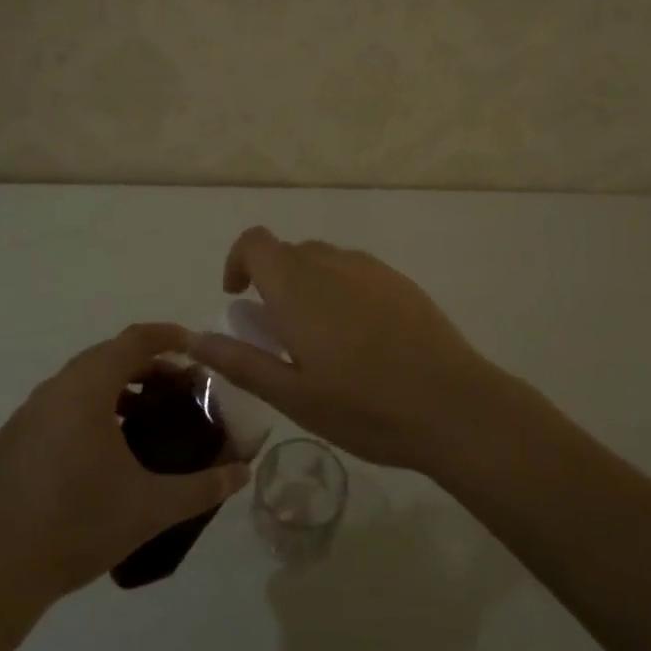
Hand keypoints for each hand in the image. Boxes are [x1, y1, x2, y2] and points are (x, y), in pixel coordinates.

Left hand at [0, 323, 249, 606]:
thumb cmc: (80, 526)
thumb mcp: (152, 508)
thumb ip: (203, 487)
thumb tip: (243, 472)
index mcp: (87, 390)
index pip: (133, 340)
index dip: (167, 335)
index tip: (194, 346)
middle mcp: (54, 389)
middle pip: (106, 356)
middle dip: (144, 363)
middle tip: (175, 387)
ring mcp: (25, 414)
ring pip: (77, 382)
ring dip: (112, 387)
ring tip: (140, 417)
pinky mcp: (9, 441)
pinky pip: (54, 407)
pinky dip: (83, 409)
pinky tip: (95, 451)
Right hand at [187, 228, 506, 471]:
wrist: (454, 406)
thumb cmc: (365, 407)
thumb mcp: (293, 396)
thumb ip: (241, 361)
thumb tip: (196, 339)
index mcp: (297, 287)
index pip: (255, 242)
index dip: (238, 261)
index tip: (239, 298)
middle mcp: (331, 263)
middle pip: (288, 252)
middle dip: (273, 282)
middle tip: (280, 335)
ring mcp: (370, 268)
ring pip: (323, 260)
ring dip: (307, 286)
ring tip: (321, 341)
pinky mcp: (400, 281)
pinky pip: (355, 271)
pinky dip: (341, 290)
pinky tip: (361, 340)